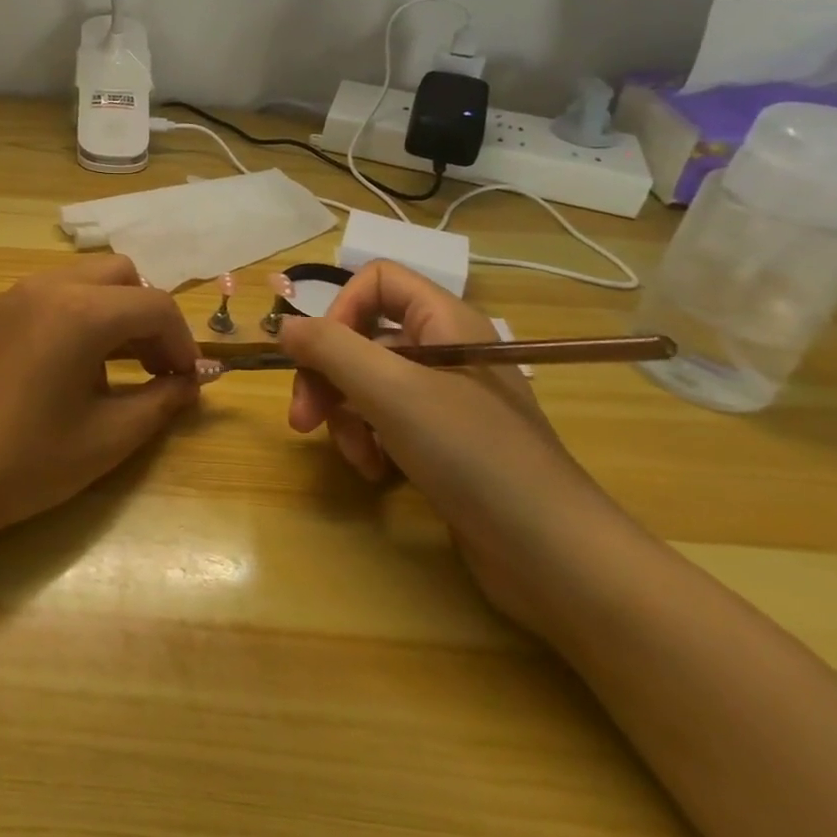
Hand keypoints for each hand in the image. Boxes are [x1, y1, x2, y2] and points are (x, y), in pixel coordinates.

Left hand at [0, 256, 201, 545]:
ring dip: (104, 314)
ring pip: (73, 282)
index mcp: (79, 311)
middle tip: (150, 365)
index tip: (186, 380)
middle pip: (116, 275)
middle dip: (144, 314)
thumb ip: (160, 401)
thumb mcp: (107, 439)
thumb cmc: (26, 461)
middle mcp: (41, 288)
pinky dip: (62, 321)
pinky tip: (49, 373)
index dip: (182, 341)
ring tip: (102, 371)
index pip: (154, 305)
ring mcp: (3, 298)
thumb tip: (190, 382)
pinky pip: (34, 301)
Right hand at [278, 262, 638, 629]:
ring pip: (367, 384)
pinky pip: (386, 422)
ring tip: (356, 457)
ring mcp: (445, 399)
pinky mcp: (443, 442)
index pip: (377, 281)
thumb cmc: (472, 454)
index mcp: (444, 321)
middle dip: (327, 377)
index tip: (317, 354)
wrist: (553, 555)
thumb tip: (283, 326)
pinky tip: (375, 472)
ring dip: (346, 418)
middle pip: (361, 338)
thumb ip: (330, 349)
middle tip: (304, 420)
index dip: (339, 310)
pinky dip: (369, 442)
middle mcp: (444, 351)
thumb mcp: (391, 392)